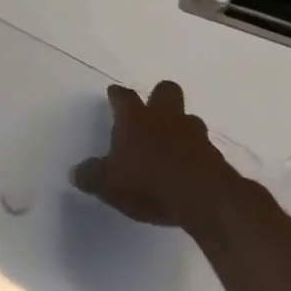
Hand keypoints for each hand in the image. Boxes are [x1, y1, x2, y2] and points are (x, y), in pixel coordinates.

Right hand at [70, 80, 237, 234]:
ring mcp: (193, 134)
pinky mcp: (214, 155)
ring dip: (181, 127)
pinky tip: (189, 170)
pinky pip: (203, 146)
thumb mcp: (108, 184)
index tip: (113, 95)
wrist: (204, 199)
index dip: (117, 95)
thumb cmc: (149, 183)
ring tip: (172, 145)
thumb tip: (76, 173)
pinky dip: (196, 154)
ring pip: (188, 118)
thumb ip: (91, 176)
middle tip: (151, 113)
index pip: (123, 96)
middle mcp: (165, 117)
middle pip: (165, 91)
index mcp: (135, 118)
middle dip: (159, 98)